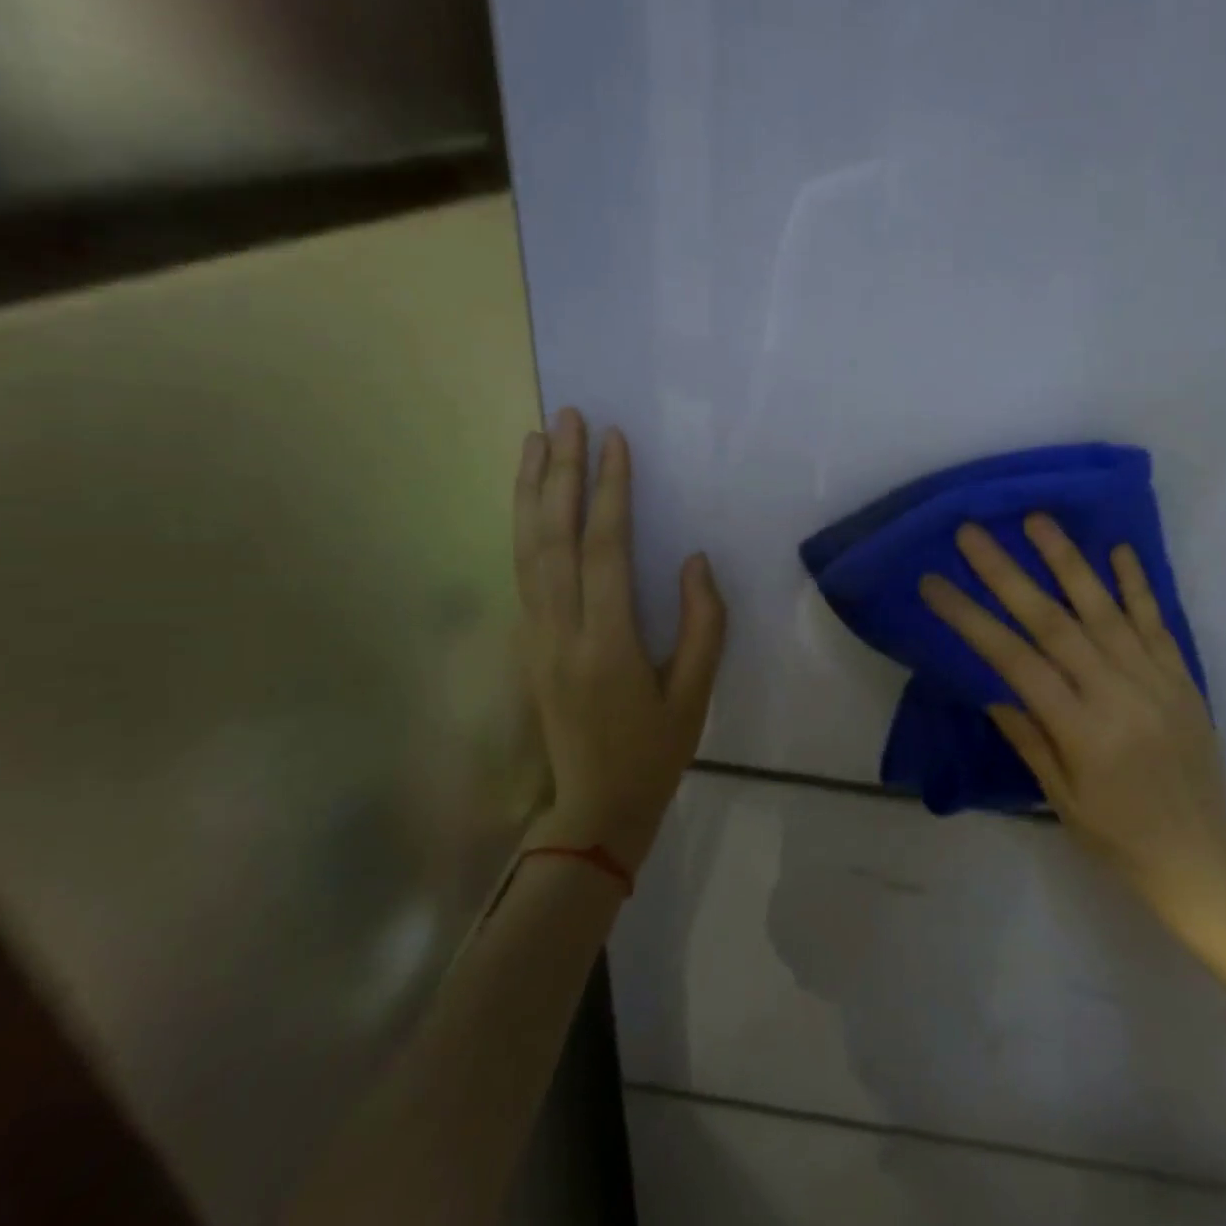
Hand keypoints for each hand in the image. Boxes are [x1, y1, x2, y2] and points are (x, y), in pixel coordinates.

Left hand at [514, 409, 726, 873]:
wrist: (595, 808)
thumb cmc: (655, 751)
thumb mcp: (696, 694)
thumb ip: (703, 624)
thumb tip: (695, 561)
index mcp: (607, 644)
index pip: (605, 550)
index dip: (610, 492)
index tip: (614, 440)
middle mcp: (561, 631)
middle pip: (553, 537)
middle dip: (559, 472)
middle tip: (566, 418)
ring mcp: (536, 635)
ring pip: (526, 549)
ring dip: (529, 490)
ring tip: (535, 440)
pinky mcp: (529, 641)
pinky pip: (521, 571)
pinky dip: (522, 526)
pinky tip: (528, 499)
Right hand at [920, 517, 1225, 982]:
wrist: (1206, 861)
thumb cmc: (1120, 839)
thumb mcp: (1059, 798)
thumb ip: (1028, 735)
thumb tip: (994, 685)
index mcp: (1081, 730)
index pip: (1013, 660)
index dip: (970, 618)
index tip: (934, 584)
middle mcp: (1117, 694)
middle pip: (1052, 621)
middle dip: (1006, 573)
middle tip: (973, 533)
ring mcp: (1155, 680)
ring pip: (1104, 609)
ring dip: (1068, 560)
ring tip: (1037, 520)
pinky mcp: (1183, 677)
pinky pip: (1157, 622)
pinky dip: (1137, 584)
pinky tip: (1119, 549)